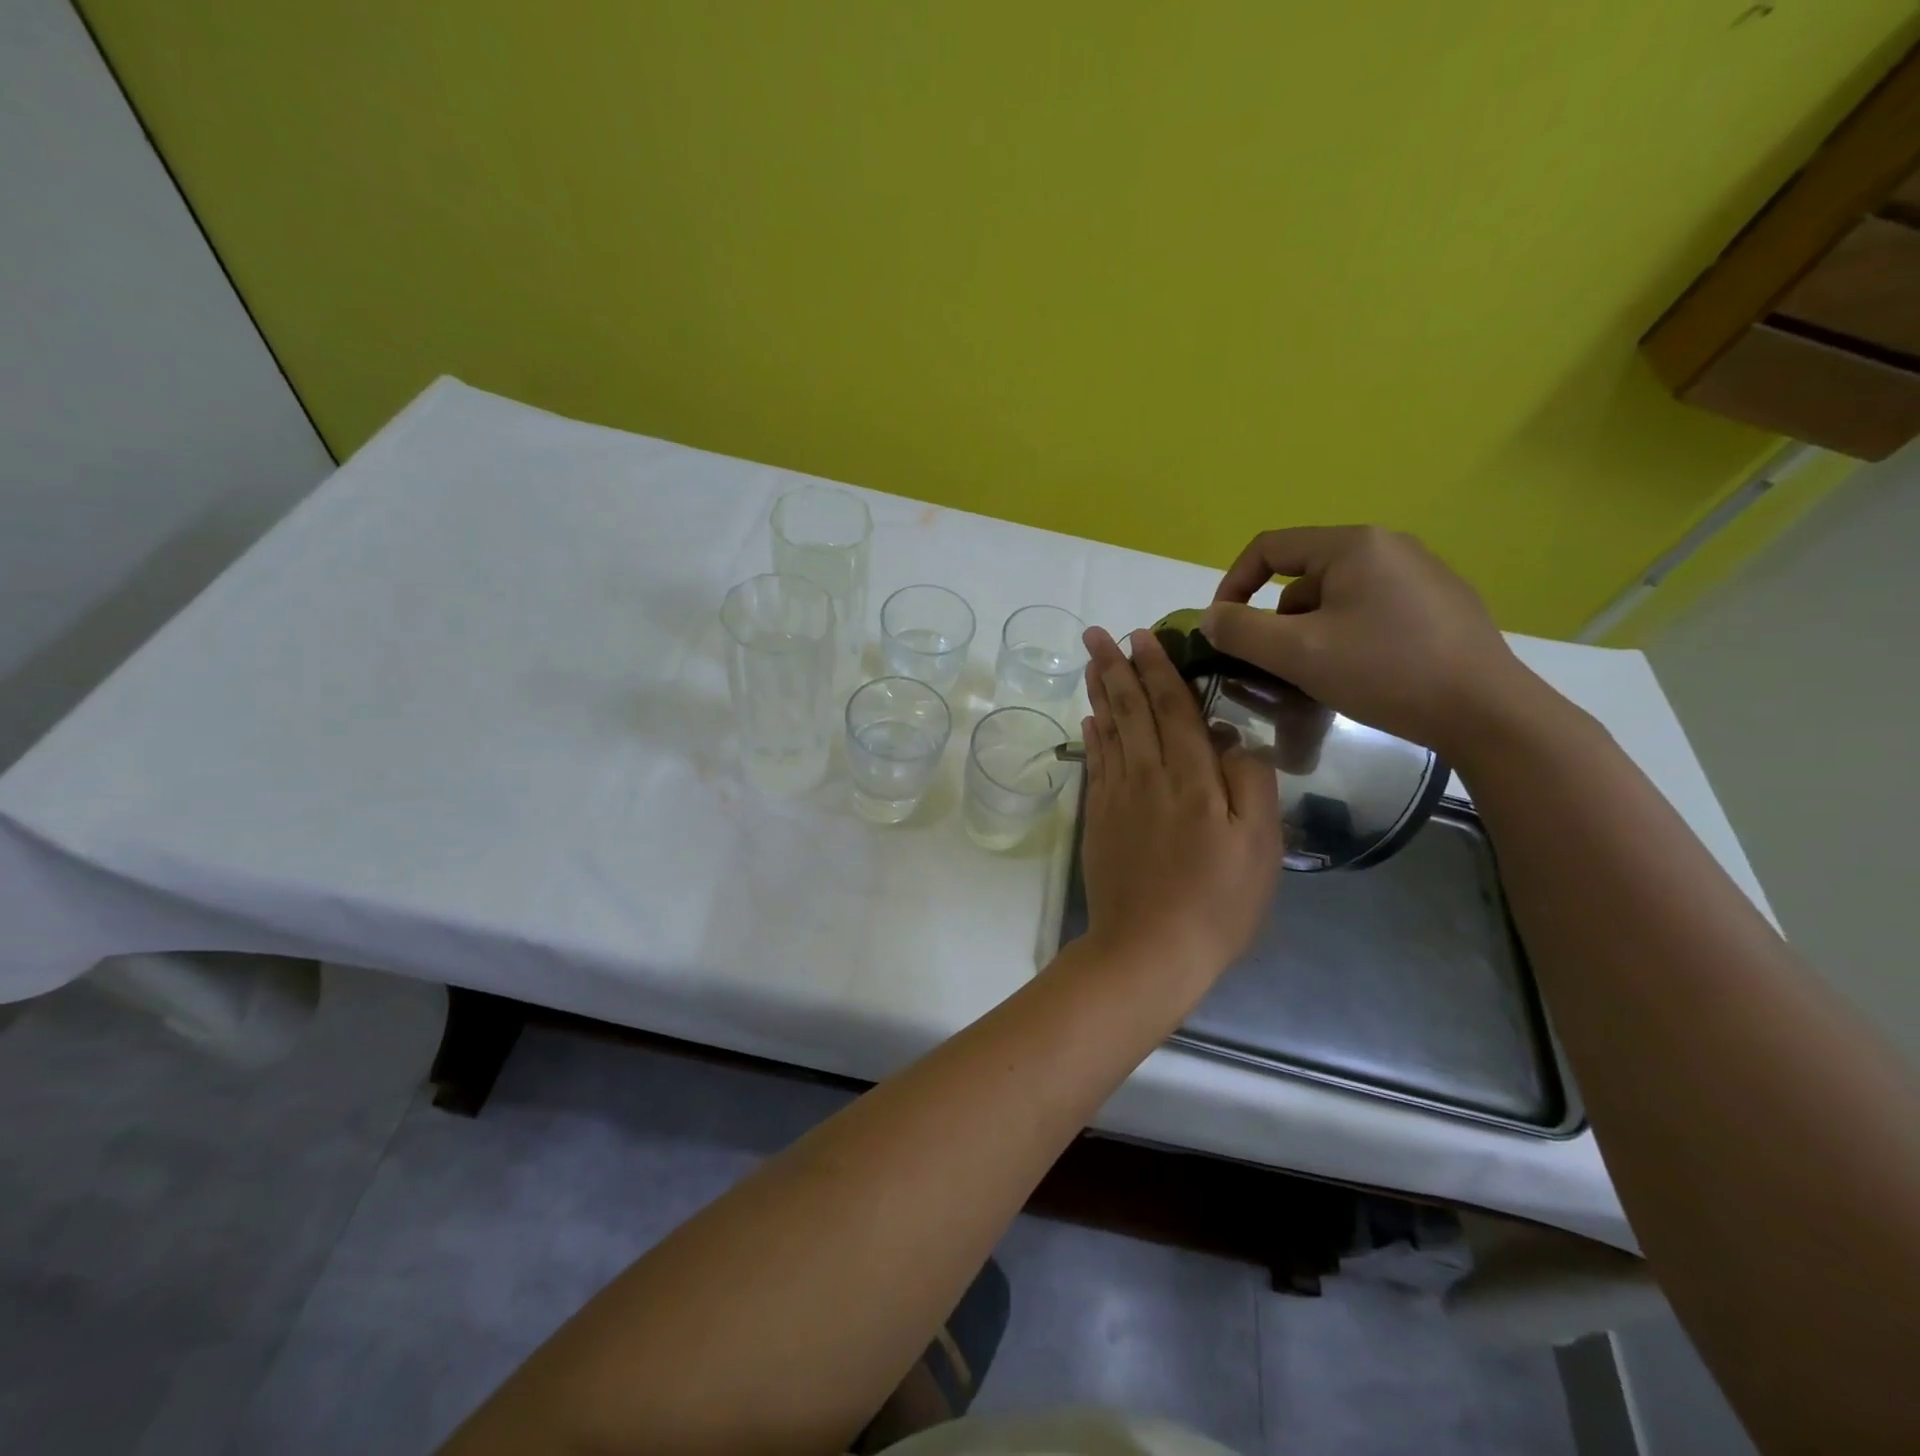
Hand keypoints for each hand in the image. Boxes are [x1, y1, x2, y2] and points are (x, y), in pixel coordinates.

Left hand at [1078, 626, 1281, 987]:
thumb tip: (1230, 739)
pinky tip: (1090, 720)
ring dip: (1099, 692)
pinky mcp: (1099, 819)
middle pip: (1131, 710)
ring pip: (1108, 730)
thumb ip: (1250, 781)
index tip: (1142, 635)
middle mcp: (1148, 775)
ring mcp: (1117, 797)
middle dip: (1115, 666)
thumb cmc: (1217, 901)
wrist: (1149, 949)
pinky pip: (1096, 764)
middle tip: (1097, 633)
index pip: (1172, 707)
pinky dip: (1093, 736)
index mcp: (1192, 777)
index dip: (1158, 668)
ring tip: (1090, 661)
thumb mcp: (1260, 844)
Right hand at [1201, 526, 1538, 760]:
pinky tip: (1360, 674)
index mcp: (1354, 545)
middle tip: (1275, 664)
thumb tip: (1210, 618)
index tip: (1223, 629)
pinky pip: (1370, 611)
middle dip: (1277, 620)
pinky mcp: (1440, 606)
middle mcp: (1389, 546)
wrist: (1487, 713)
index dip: (1233, 584)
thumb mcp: (1297, 653)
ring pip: (1336, 598)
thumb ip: (1240, 631)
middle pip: (1303, 576)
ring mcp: (1421, 575)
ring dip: (1311, 632)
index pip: (1270, 548)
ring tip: (1318, 676)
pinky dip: (1347, 637)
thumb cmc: (1385, 672)